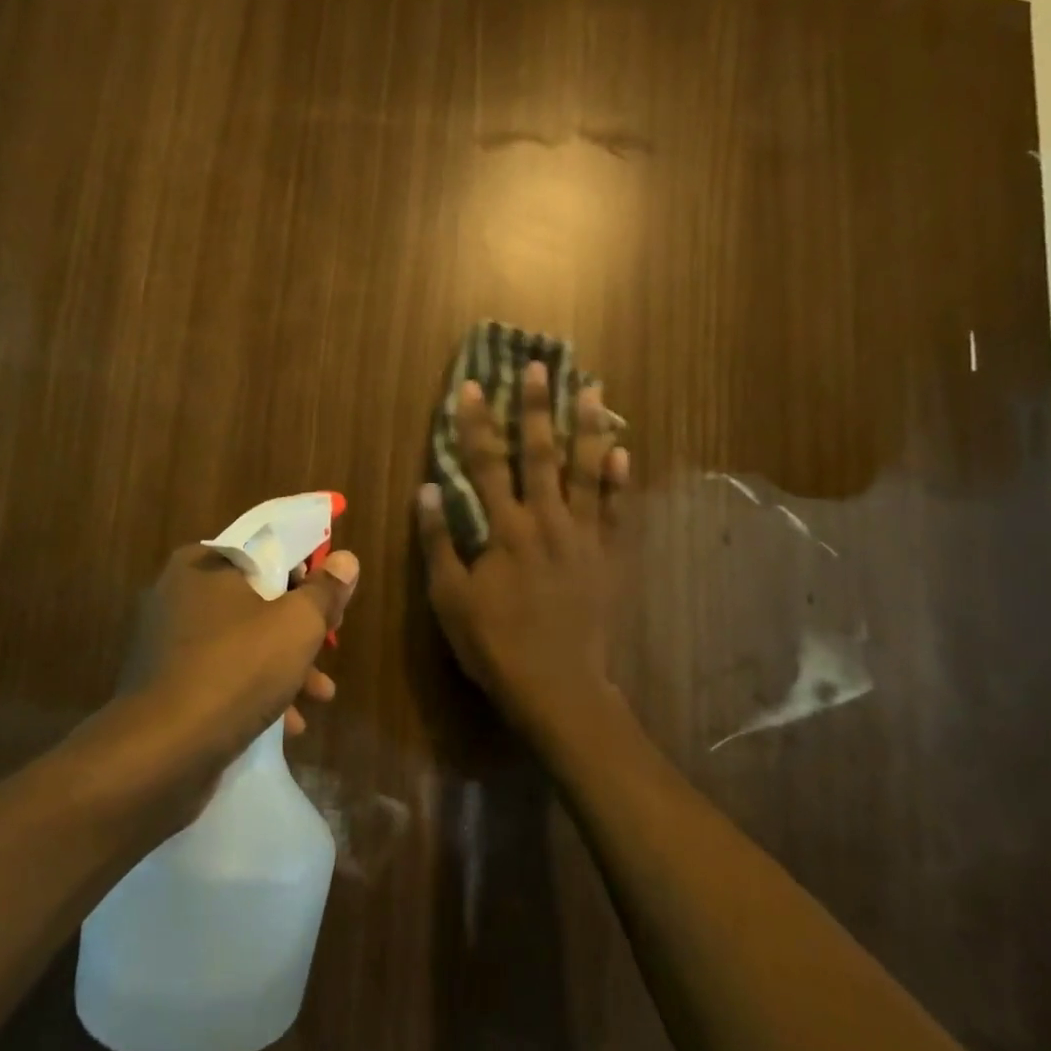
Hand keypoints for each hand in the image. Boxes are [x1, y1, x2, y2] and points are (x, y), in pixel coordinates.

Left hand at [62, 542, 359, 840]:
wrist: (163, 753)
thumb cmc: (238, 669)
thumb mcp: (298, 624)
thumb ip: (326, 589)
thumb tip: (345, 559)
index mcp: (204, 564)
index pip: (266, 549)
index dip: (307, 569)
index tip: (332, 596)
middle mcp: (180, 594)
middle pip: (258, 597)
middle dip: (301, 626)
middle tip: (330, 643)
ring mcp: (169, 642)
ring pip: (244, 640)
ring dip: (286, 664)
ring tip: (321, 695)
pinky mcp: (167, 684)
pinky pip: (223, 674)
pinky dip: (256, 690)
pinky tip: (289, 724)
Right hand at [419, 362, 631, 752]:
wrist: (557, 684)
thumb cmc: (495, 643)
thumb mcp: (450, 597)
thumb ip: (439, 541)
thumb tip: (426, 489)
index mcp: (505, 529)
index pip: (485, 464)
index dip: (477, 424)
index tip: (474, 386)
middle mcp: (546, 520)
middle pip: (540, 454)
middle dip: (537, 408)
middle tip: (539, 366)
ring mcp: (582, 535)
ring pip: (586, 471)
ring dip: (587, 427)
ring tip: (591, 389)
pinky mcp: (607, 554)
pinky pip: (616, 510)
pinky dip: (619, 480)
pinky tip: (624, 451)